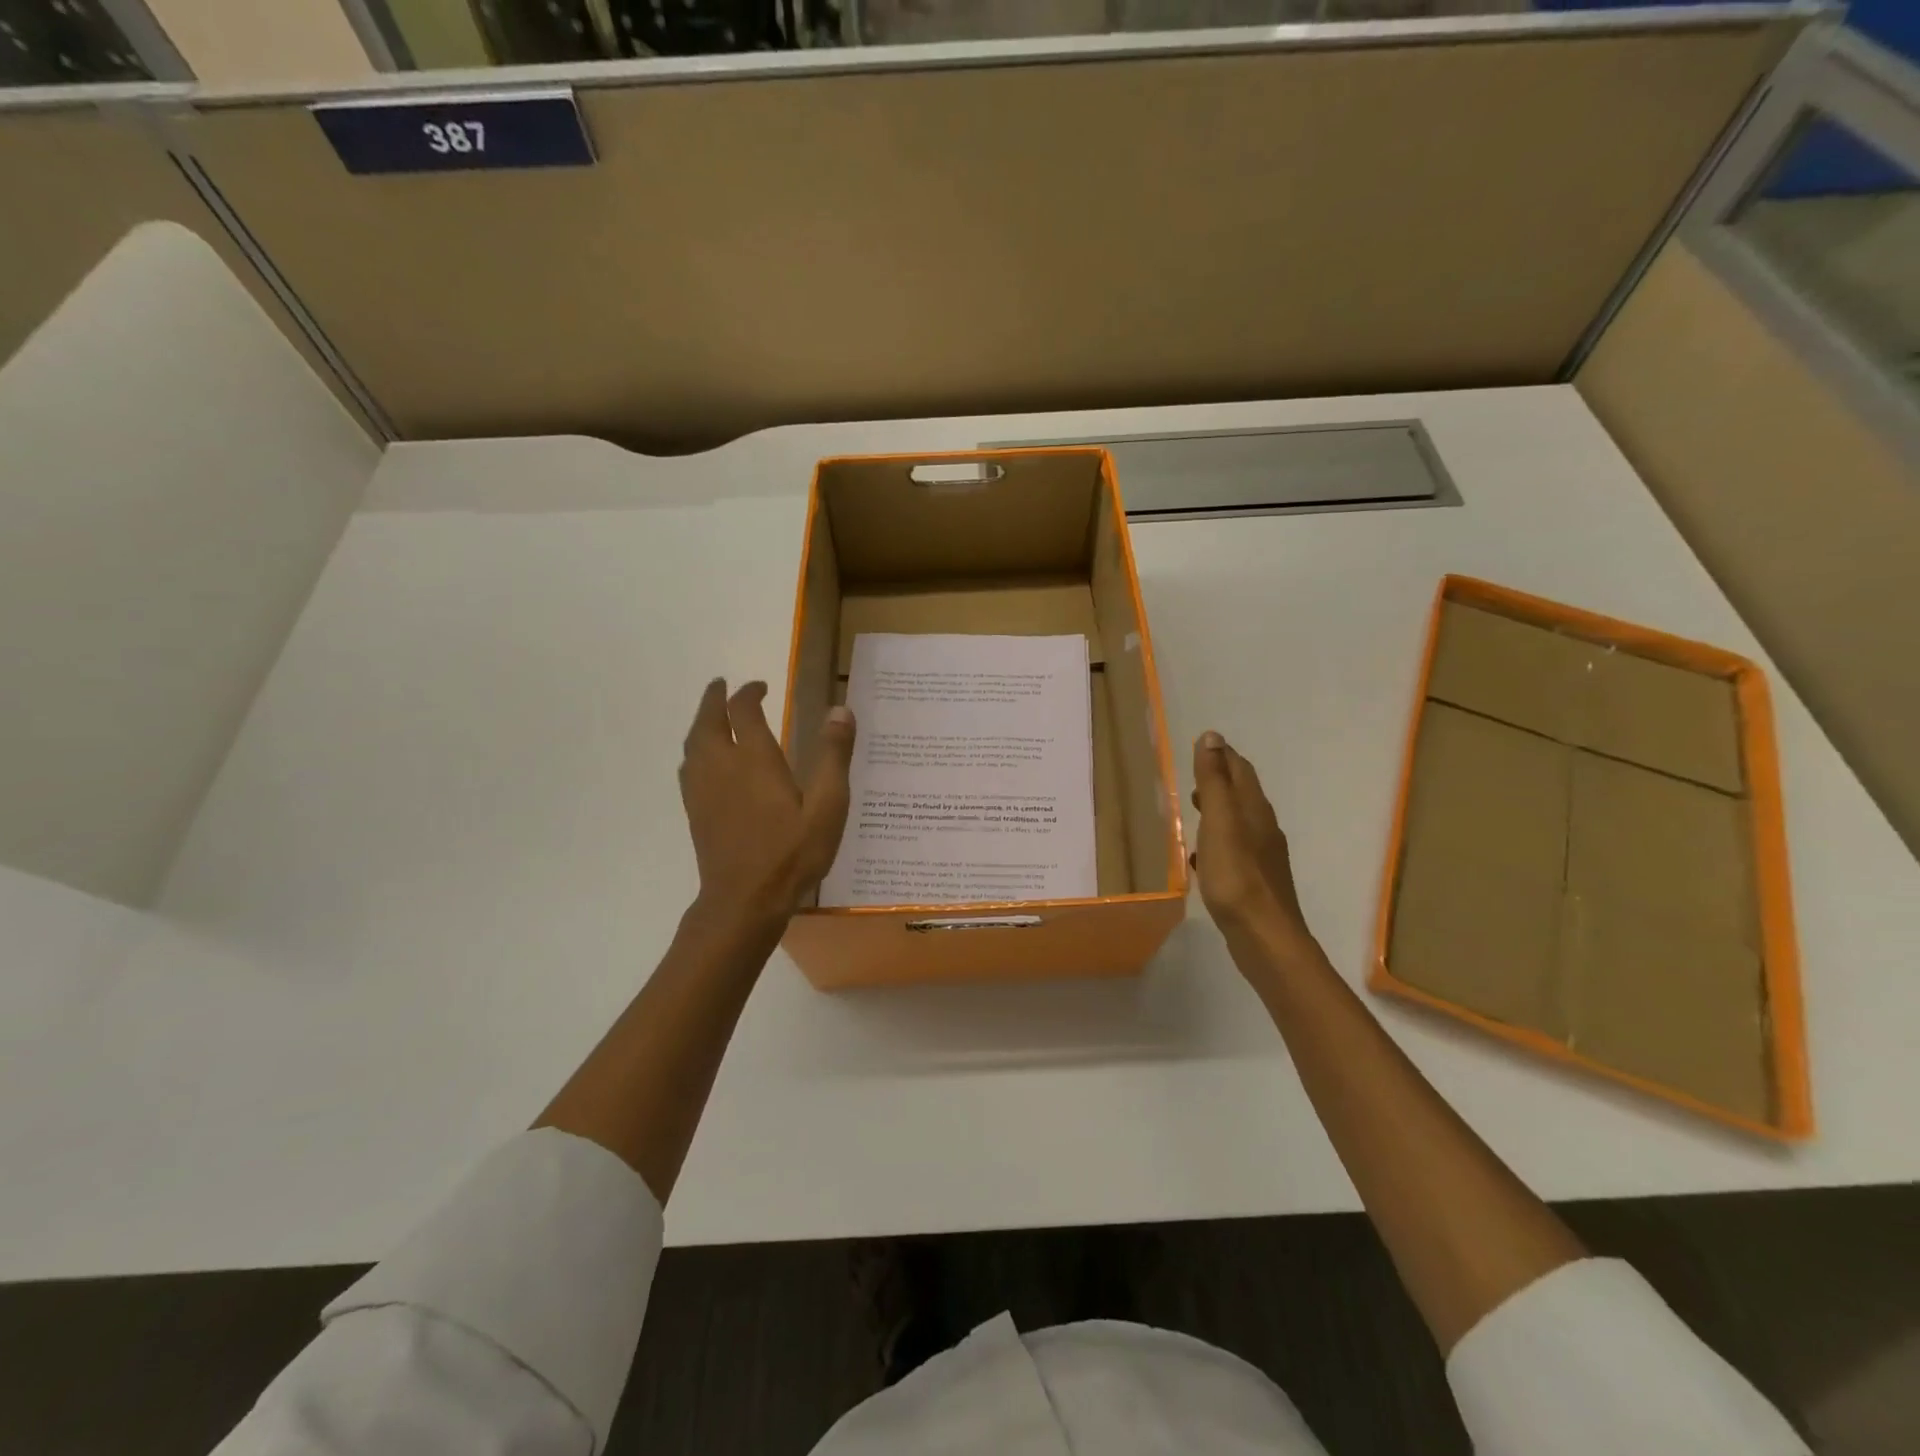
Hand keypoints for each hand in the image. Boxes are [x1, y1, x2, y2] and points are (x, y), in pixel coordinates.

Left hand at [679, 678, 855, 928]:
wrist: (744, 900)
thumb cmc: (792, 853)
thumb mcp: (827, 806)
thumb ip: (833, 756)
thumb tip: (840, 709)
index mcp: (755, 759)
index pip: (745, 711)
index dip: (750, 693)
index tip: (760, 687)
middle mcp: (722, 765)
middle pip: (708, 720)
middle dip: (715, 699)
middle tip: (722, 686)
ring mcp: (703, 789)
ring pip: (693, 742)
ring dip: (702, 721)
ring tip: (712, 715)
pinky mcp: (695, 811)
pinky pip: (688, 766)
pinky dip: (695, 749)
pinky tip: (703, 760)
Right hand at [1190, 730, 1311, 946]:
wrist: (1264, 936)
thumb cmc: (1236, 875)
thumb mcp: (1219, 821)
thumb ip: (1213, 781)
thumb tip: (1212, 736)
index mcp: (1254, 809)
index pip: (1240, 770)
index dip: (1221, 755)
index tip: (1201, 746)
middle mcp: (1263, 828)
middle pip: (1242, 795)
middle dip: (1219, 782)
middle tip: (1192, 777)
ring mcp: (1262, 857)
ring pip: (1238, 823)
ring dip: (1217, 812)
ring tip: (1193, 812)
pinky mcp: (1255, 882)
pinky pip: (1234, 851)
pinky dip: (1216, 843)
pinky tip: (1200, 857)